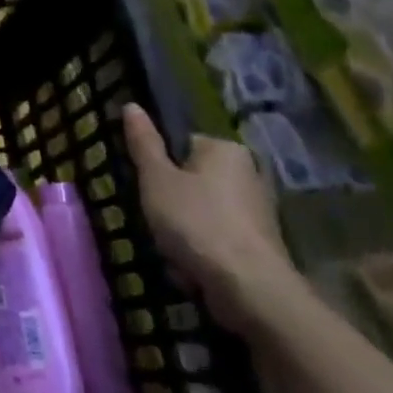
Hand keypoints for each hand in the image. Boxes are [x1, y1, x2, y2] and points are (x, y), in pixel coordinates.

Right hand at [122, 104, 298, 332]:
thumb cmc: (195, 222)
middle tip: (155, 217)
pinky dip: (202, 247)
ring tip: (171, 245)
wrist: (248, 287)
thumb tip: (131, 105)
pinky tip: (191, 264)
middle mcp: (249, 171)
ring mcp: (258, 208)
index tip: (146, 187)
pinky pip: (217, 235)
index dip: (158, 165)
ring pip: (202, 209)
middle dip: (171, 198)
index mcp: (225, 148)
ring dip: (183, 226)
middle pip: (192, 178)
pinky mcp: (260, 241)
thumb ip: (143, 142)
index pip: (181, 143)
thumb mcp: (156, 178)